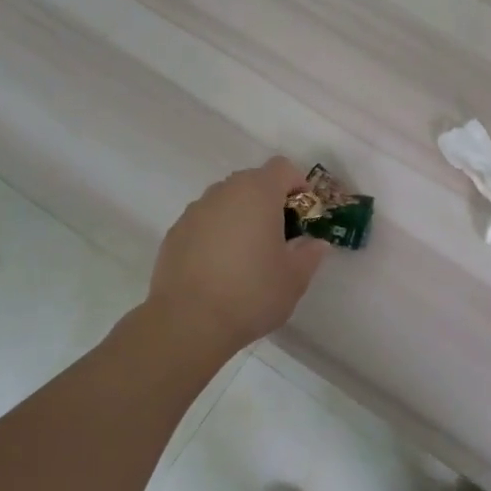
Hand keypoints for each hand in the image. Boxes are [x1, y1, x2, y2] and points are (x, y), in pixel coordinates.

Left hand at [146, 157, 328, 355]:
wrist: (187, 322)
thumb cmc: (251, 293)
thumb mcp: (295, 278)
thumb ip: (310, 254)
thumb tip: (315, 243)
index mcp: (258, 193)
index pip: (282, 168)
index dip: (298, 184)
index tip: (303, 214)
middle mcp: (224, 192)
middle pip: (253, 181)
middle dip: (269, 201)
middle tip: (280, 235)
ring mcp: (195, 211)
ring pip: (226, 201)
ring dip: (241, 216)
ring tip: (247, 254)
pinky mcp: (175, 233)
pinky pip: (204, 222)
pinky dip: (216, 233)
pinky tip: (220, 267)